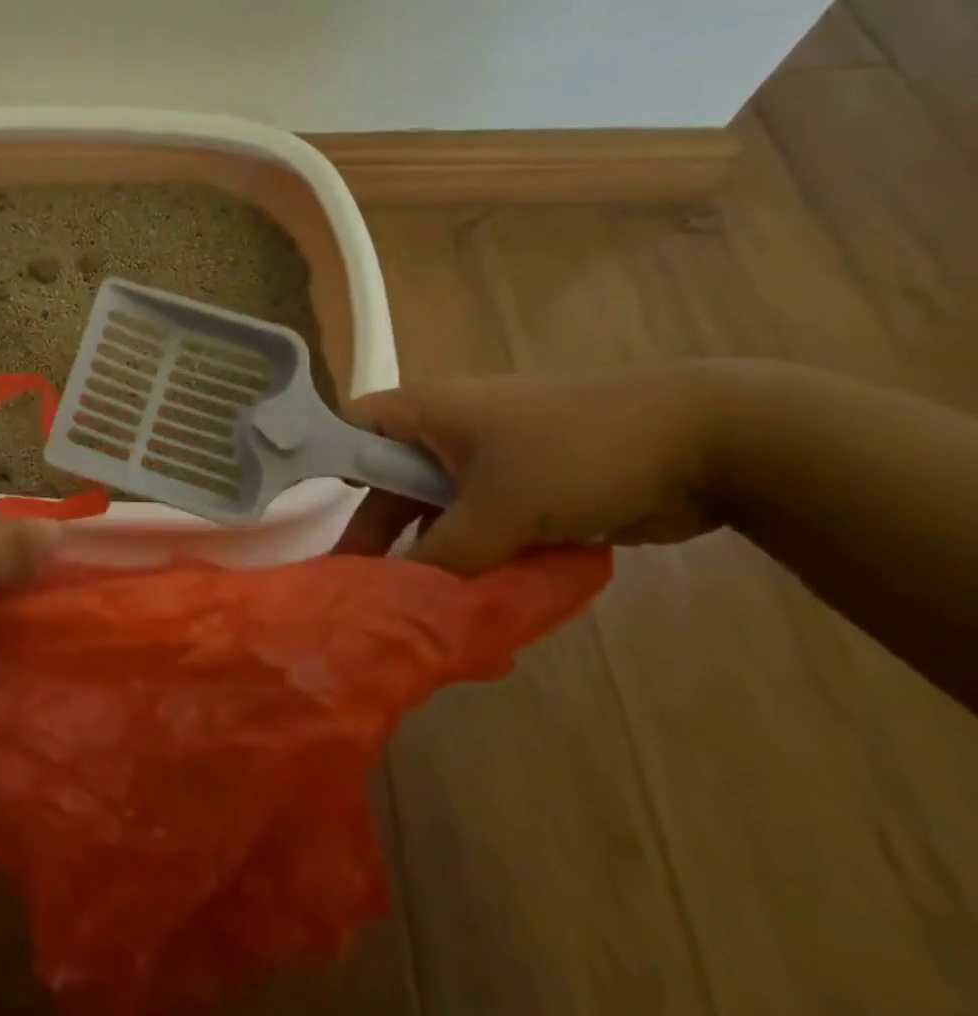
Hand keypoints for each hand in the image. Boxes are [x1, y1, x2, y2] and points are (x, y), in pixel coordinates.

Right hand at [334, 365, 720, 571]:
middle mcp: (445, 432)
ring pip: (437, 509)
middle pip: (390, 480)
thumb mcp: (499, 508)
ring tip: (411, 602)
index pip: (349, 432)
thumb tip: (401, 599)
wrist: (701, 443)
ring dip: (431, 551)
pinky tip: (467, 596)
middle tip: (358, 585)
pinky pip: (481, 524)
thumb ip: (445, 554)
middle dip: (379, 531)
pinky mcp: (526, 489)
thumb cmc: (574, 453)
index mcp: (422, 413)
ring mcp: (488, 461)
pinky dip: (474, 556)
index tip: (314, 523)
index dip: (326, 470)